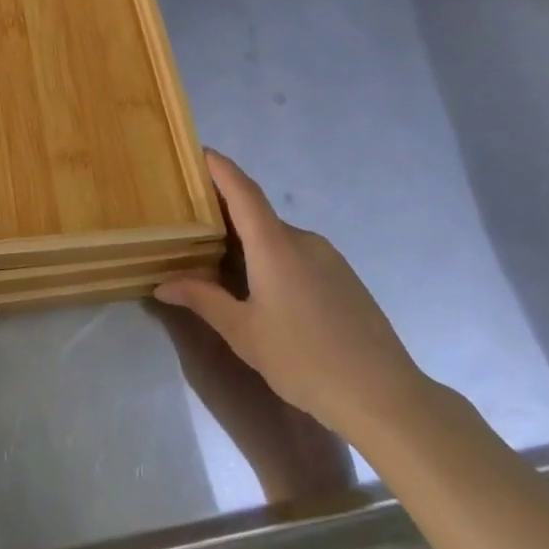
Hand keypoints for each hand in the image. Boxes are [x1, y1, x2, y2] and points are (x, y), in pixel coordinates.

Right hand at [155, 152, 431, 444]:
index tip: (199, 152)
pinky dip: (274, 258)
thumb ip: (204, 300)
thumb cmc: (304, 360)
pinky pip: (299, 254)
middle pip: (257, 214)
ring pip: (279, 237)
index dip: (221, 168)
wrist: (384, 396)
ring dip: (251, 242)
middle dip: (226, 214)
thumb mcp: (244, 333)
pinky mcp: (345, 277)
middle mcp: (303, 240)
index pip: (243, 191)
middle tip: (194, 225)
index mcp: (275, 245)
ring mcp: (329, 257)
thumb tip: (163, 284)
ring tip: (224, 263)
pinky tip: (266, 292)